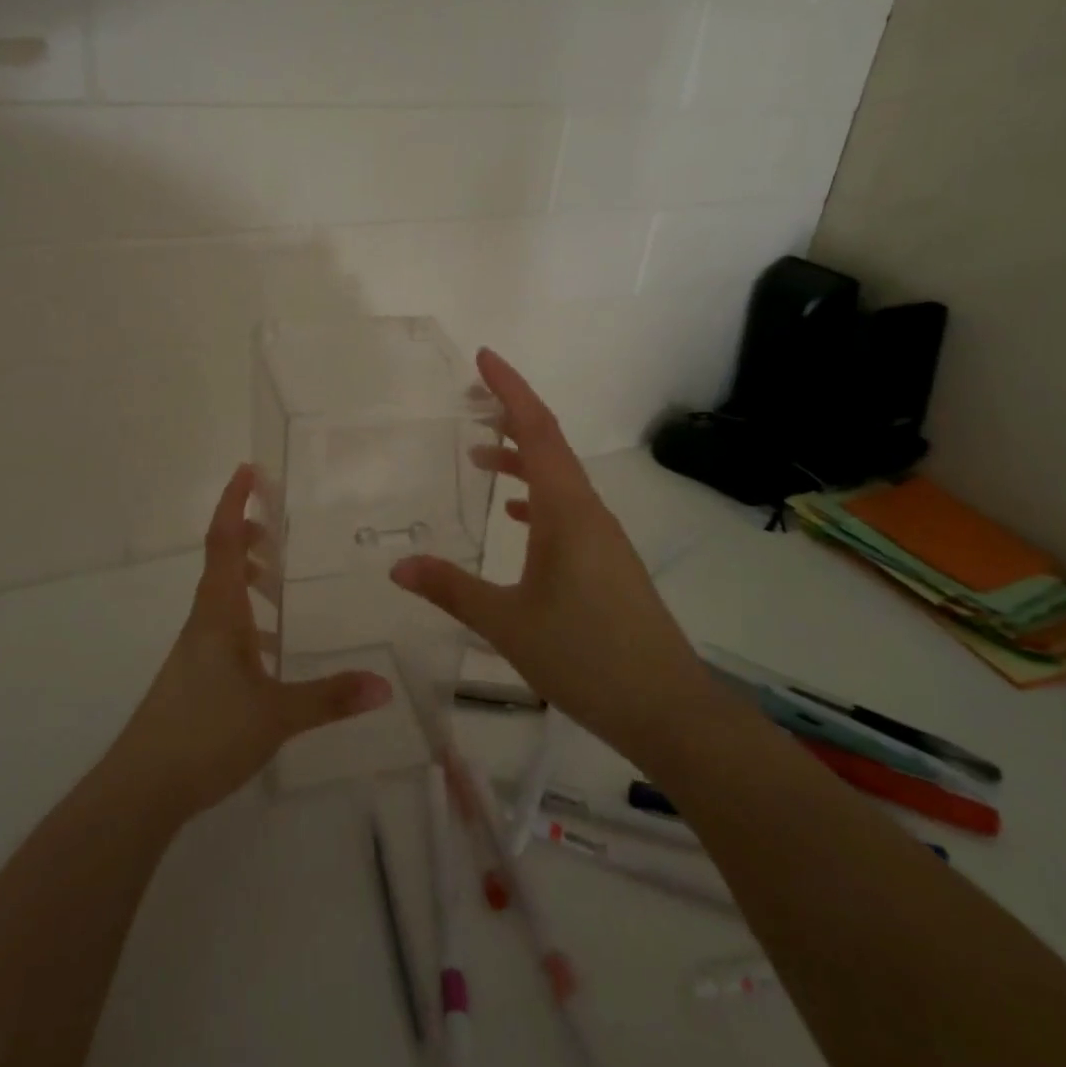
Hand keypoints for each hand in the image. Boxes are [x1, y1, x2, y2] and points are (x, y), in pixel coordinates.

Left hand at [111, 465, 392, 819]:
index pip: (222, 542)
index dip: (233, 503)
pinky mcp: (195, 675)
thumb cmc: (205, 733)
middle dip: (246, 535)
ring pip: (222, 596)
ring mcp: (196, 649)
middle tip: (278, 524)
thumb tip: (385, 685)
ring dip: (246, 576)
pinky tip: (271, 647)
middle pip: (221, 563)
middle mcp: (204, 621)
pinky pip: (223, 628)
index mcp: (219, 613)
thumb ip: (329, 698)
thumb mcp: (276, 715)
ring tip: (280, 578)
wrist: (142, 787)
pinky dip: (247, 618)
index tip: (248, 470)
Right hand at [390, 349, 710, 752]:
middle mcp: (588, 512)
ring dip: (522, 458)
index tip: (483, 357)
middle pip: (549, 444)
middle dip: (511, 414)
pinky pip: (566, 509)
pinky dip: (536, 497)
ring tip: (480, 456)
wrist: (667, 709)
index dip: (511, 389)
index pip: (538, 430)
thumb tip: (398, 565)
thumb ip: (451, 589)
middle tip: (469, 398)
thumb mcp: (507, 623)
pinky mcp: (606, 561)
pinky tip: (513, 516)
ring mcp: (601, 536)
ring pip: (558, 478)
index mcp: (566, 511)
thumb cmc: (586, 657)